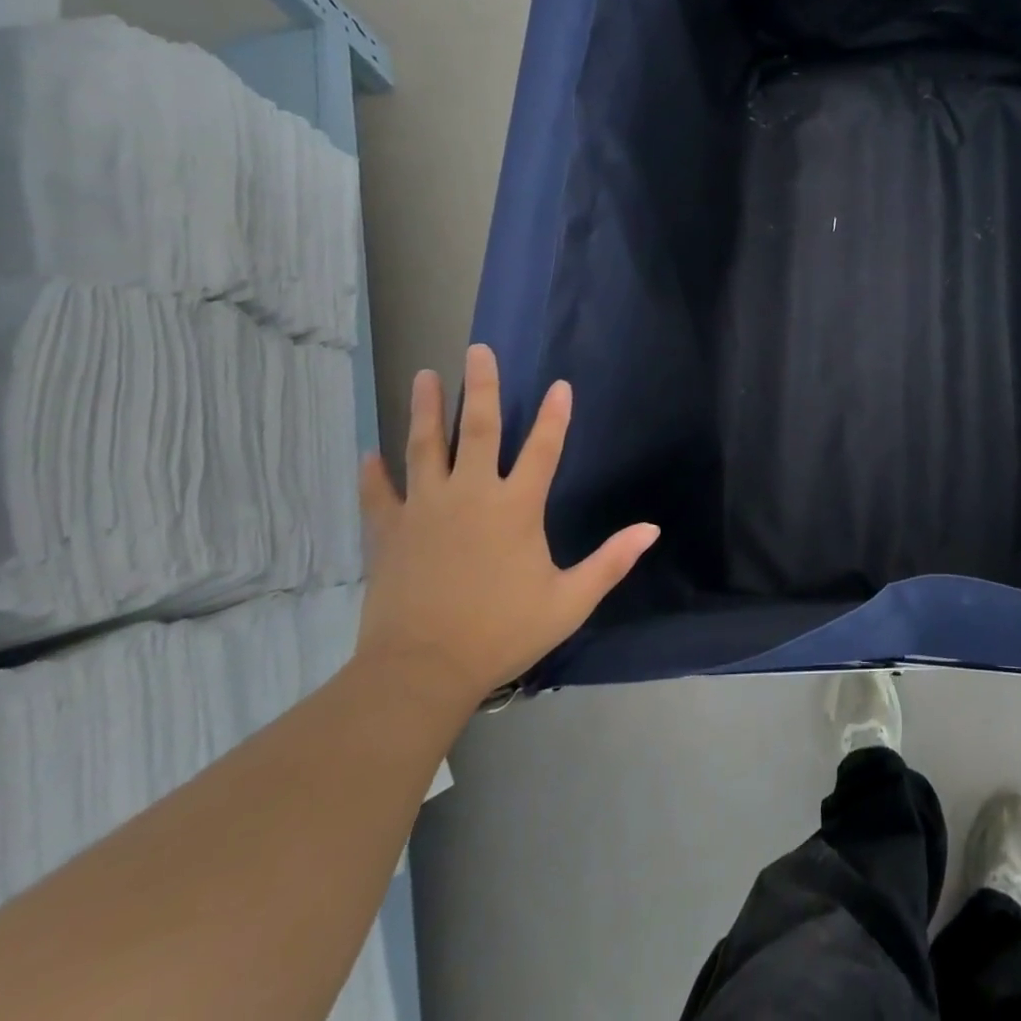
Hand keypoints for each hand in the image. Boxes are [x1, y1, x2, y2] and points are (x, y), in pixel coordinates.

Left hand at [355, 344, 657, 706]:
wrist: (420, 671)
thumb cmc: (502, 632)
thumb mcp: (569, 600)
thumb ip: (610, 561)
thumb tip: (652, 529)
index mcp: (516, 508)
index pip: (543, 449)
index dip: (555, 416)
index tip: (560, 385)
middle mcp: (471, 496)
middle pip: (478, 429)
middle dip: (482, 387)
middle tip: (477, 350)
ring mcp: (425, 510)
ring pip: (425, 448)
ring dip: (426, 410)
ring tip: (425, 375)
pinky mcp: (390, 533)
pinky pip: (379, 494)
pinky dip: (374, 473)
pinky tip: (368, 452)